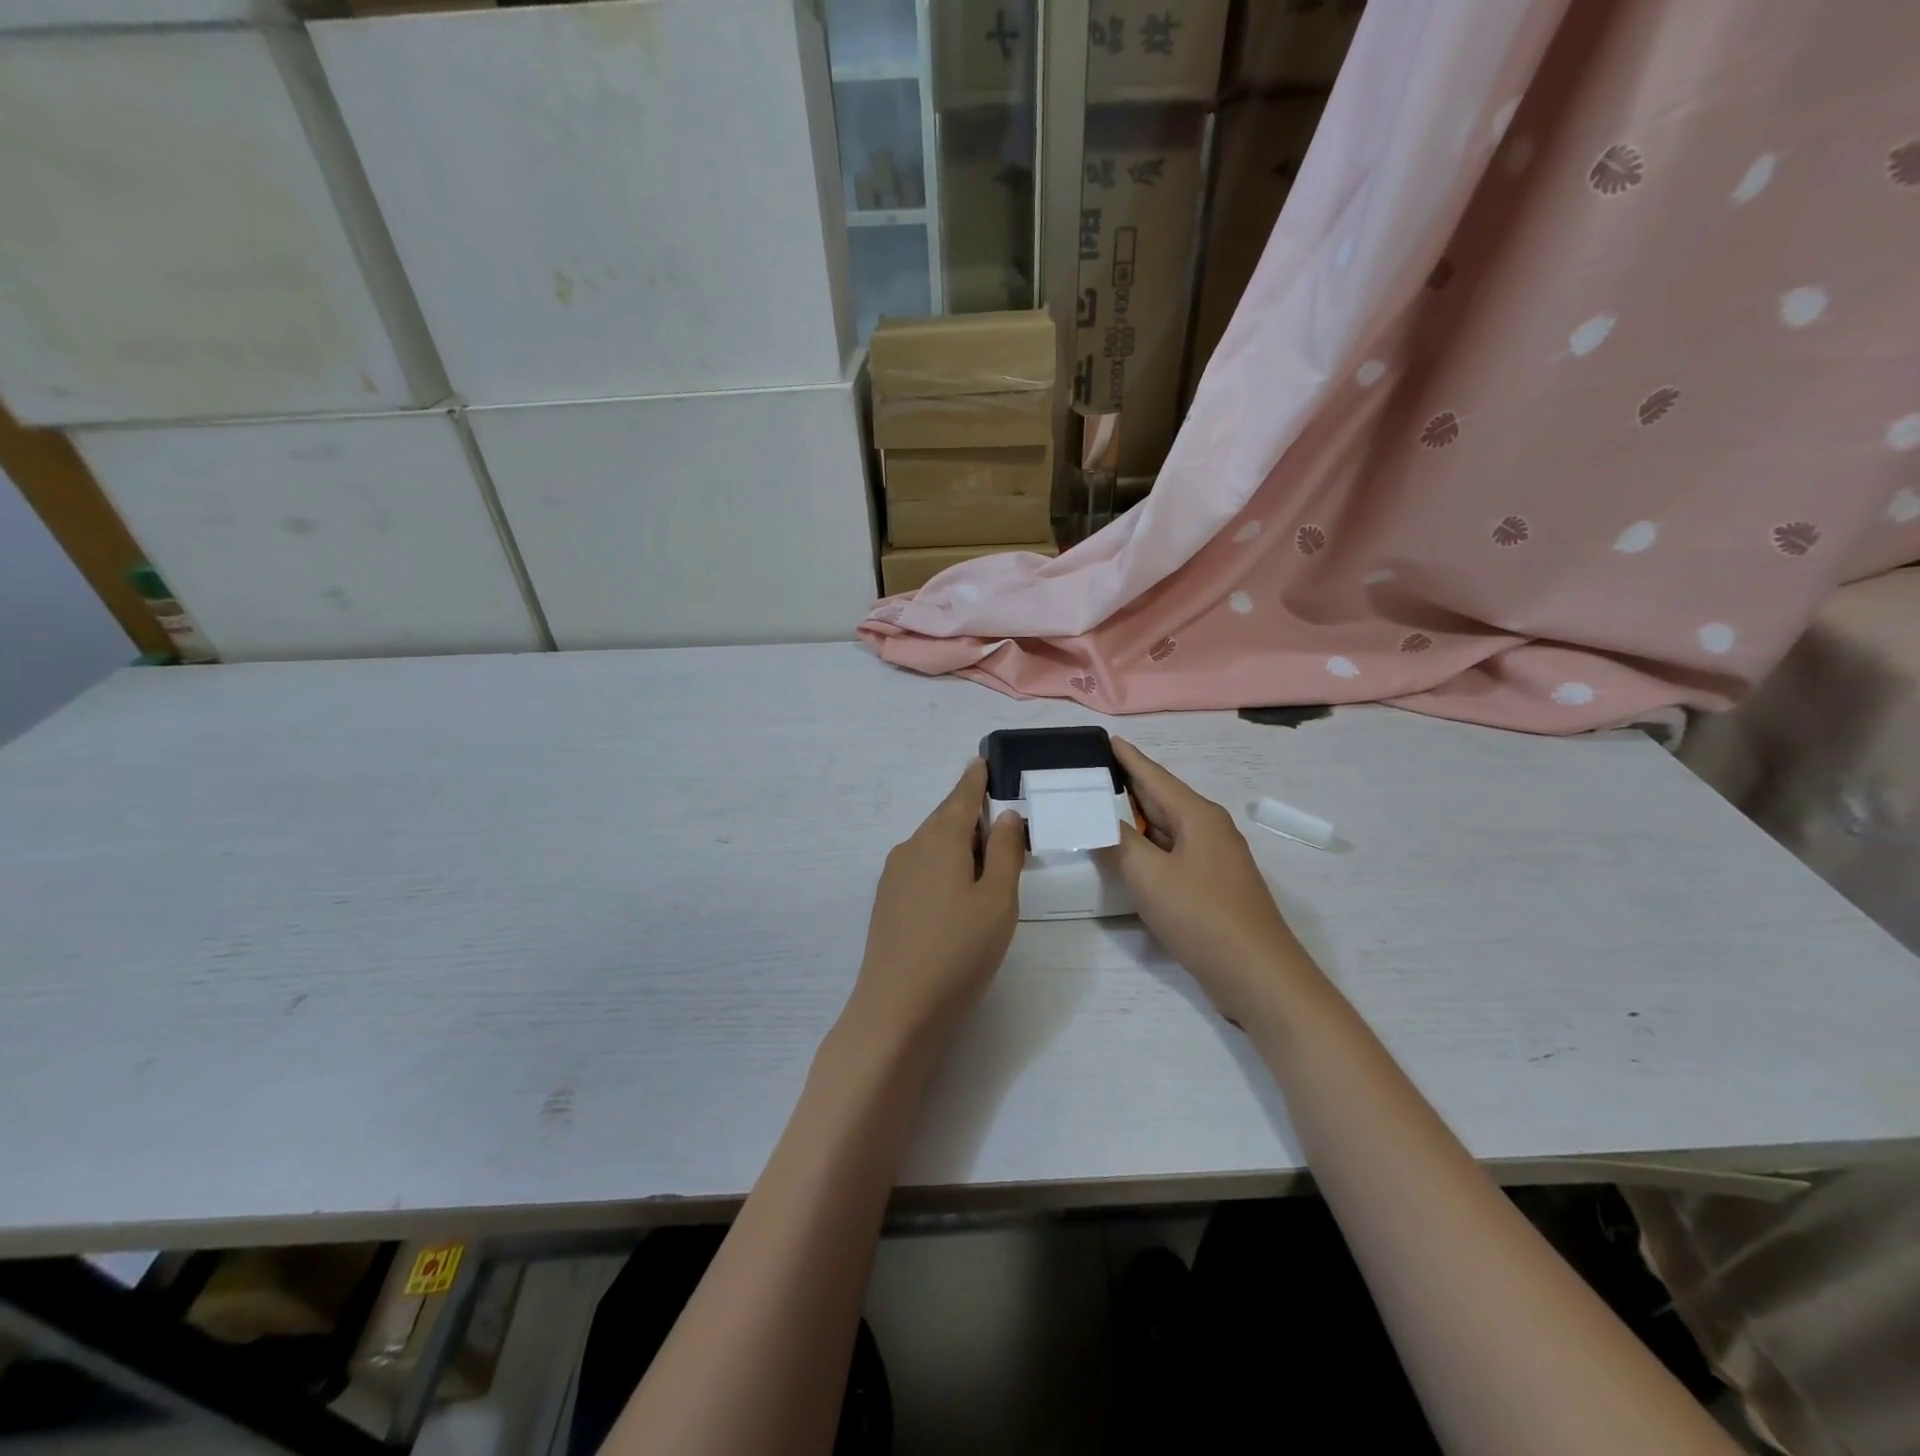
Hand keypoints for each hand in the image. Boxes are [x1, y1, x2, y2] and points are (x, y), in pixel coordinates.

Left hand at [841, 760, 1025, 1055]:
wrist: (898, 1008)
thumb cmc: (959, 950)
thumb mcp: (998, 900)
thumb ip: (1006, 853)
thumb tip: (1007, 816)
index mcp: (940, 839)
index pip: (961, 796)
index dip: (975, 778)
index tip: (983, 760)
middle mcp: (911, 847)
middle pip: (945, 819)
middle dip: (971, 814)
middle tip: (1002, 823)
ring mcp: (893, 875)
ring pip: (932, 844)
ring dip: (958, 843)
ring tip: (987, 862)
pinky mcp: (886, 900)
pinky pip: (920, 866)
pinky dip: (942, 864)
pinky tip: (956, 891)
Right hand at [1103, 738, 1317, 1029]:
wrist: (1257, 974)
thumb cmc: (1202, 915)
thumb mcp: (1149, 876)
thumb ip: (1119, 844)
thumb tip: (1099, 822)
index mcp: (1198, 816)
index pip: (1154, 776)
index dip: (1128, 758)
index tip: (1105, 739)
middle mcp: (1208, 830)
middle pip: (1161, 799)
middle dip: (1126, 786)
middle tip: (1088, 775)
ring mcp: (1212, 860)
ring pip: (1166, 829)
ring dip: (1135, 820)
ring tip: (1098, 810)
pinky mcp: (1211, 887)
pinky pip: (1171, 855)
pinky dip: (1146, 849)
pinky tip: (1127, 855)